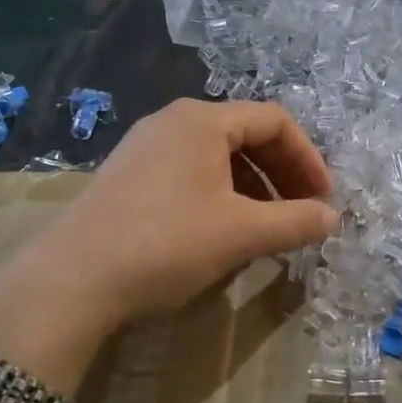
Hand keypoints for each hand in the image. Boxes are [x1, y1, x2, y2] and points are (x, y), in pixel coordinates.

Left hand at [0, 100, 337, 371]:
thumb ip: (294, 222)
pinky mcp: (128, 176)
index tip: (323, 199)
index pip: (275, 121)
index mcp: (203, 120)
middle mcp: (173, 121)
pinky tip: (222, 231)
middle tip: (301, 213)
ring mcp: (145, 147)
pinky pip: (190, 172)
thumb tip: (332, 219)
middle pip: (246, 135)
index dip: (308, 158)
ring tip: (267, 227)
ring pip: (217, 157)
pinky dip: (220, 195)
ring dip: (253, 187)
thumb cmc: (166, 243)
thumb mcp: (240, 233)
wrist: (69, 281)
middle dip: (282, 173)